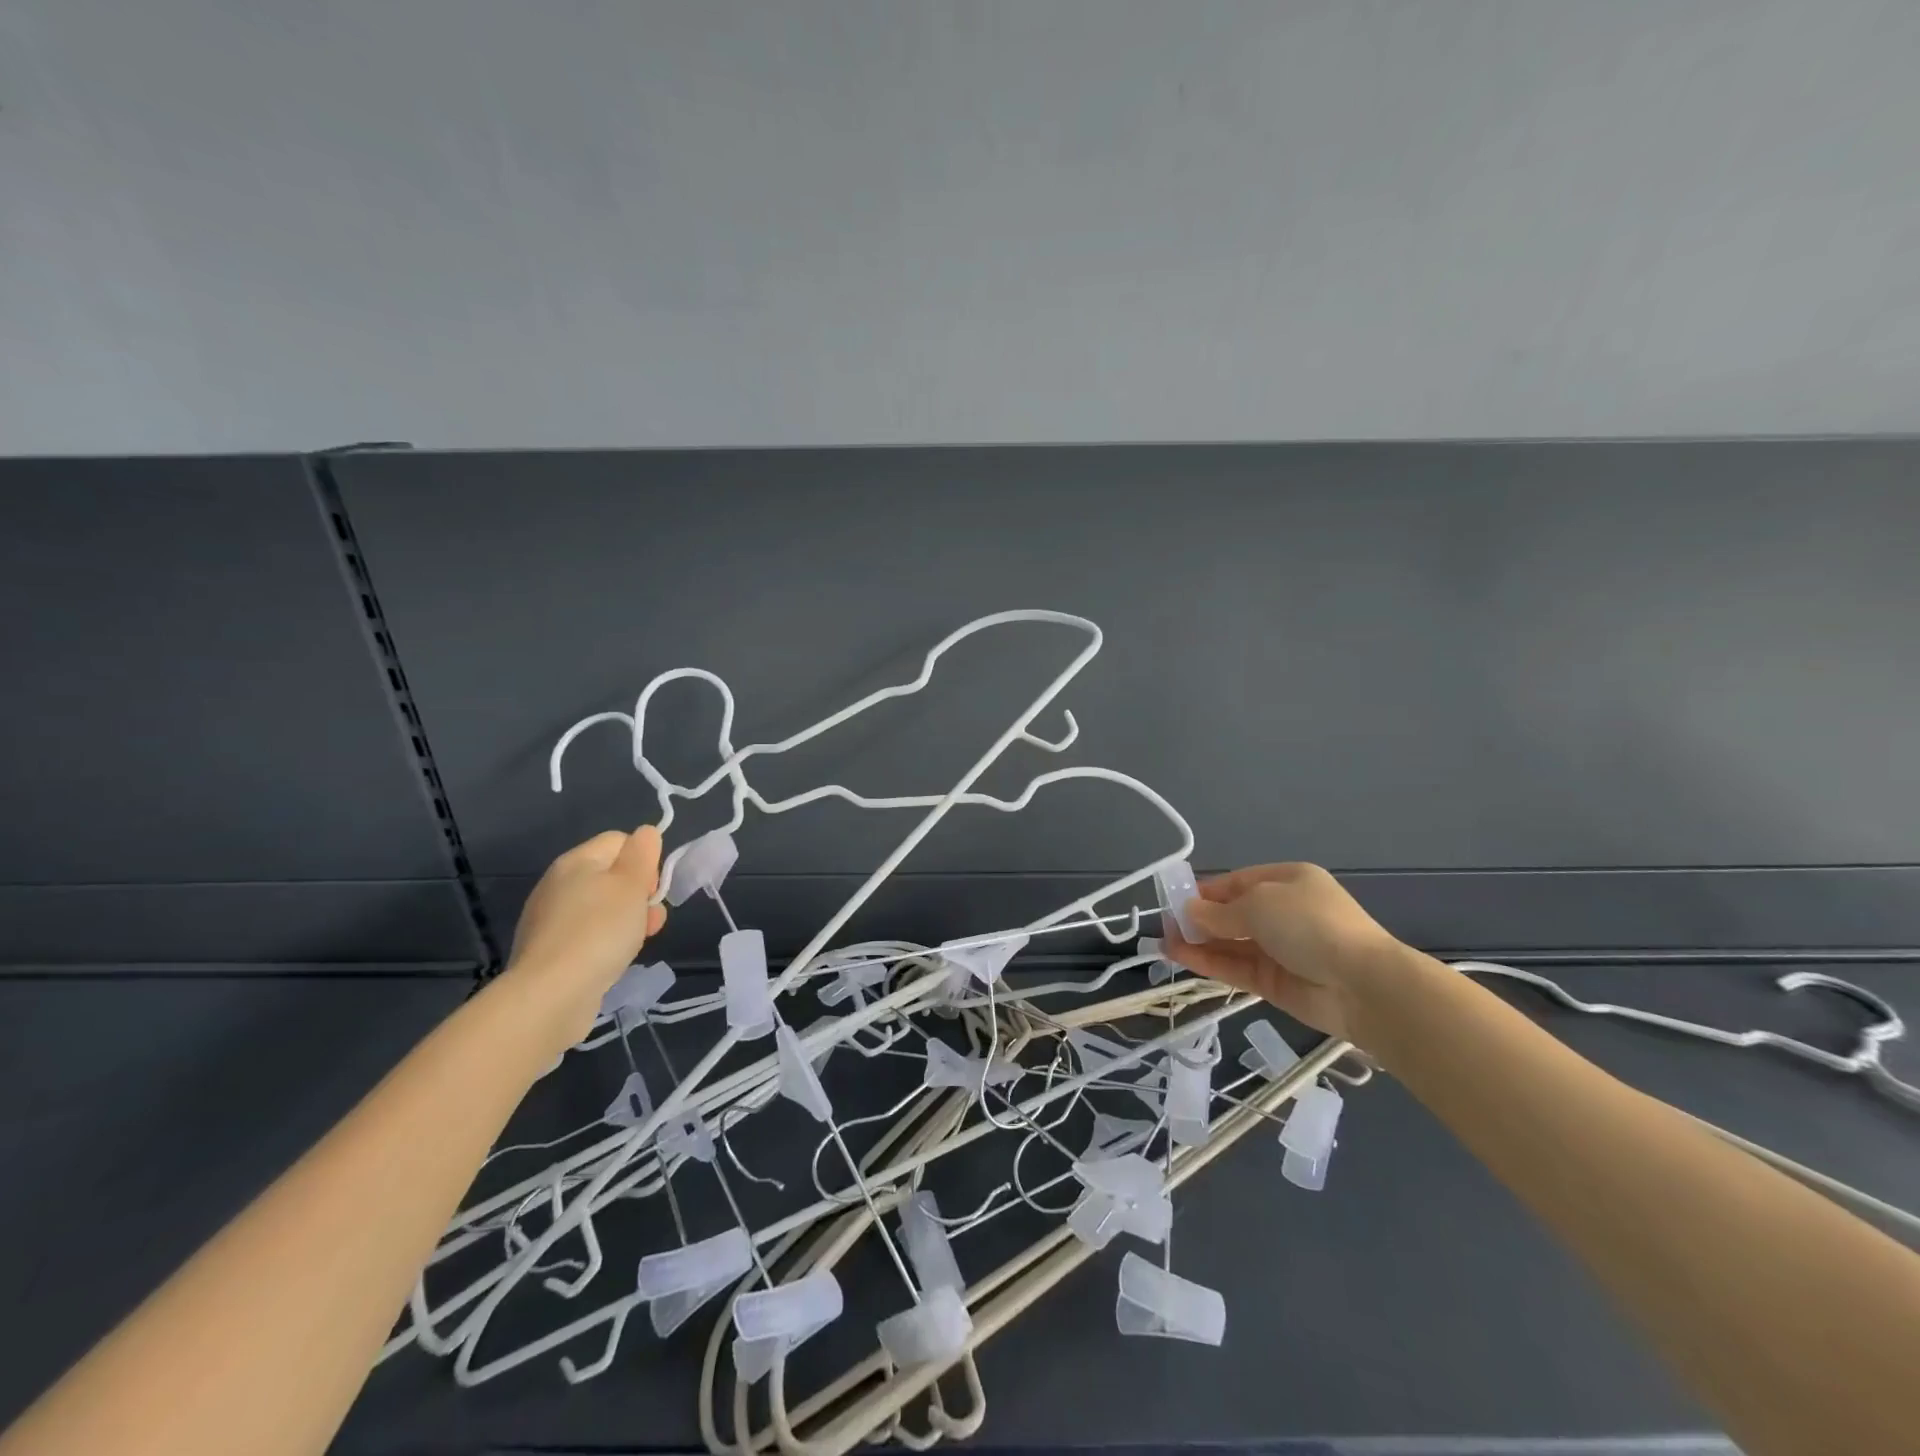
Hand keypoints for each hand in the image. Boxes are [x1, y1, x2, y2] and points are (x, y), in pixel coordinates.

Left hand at [504, 826, 668, 1044]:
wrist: (551, 996)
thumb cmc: (599, 931)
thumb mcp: (631, 884)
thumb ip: (642, 853)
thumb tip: (646, 833)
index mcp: (576, 861)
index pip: (620, 841)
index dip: (644, 860)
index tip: (652, 889)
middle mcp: (558, 885)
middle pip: (612, 876)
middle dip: (639, 895)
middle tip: (650, 920)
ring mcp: (551, 920)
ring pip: (603, 908)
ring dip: (627, 921)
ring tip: (635, 944)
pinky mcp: (550, 952)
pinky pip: (589, 935)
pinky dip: (606, 944)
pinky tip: (613, 961)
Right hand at [1162, 862, 1403, 1043]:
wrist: (1362, 985)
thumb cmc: (1309, 924)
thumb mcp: (1258, 904)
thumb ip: (1218, 912)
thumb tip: (1187, 913)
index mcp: (1287, 881)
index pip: (1238, 882)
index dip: (1206, 891)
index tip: (1175, 900)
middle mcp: (1283, 912)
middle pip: (1232, 914)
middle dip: (1199, 919)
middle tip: (1164, 926)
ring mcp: (1280, 950)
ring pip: (1231, 943)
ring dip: (1198, 941)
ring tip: (1163, 943)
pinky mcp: (1275, 983)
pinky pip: (1236, 968)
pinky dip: (1208, 962)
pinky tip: (1181, 957)